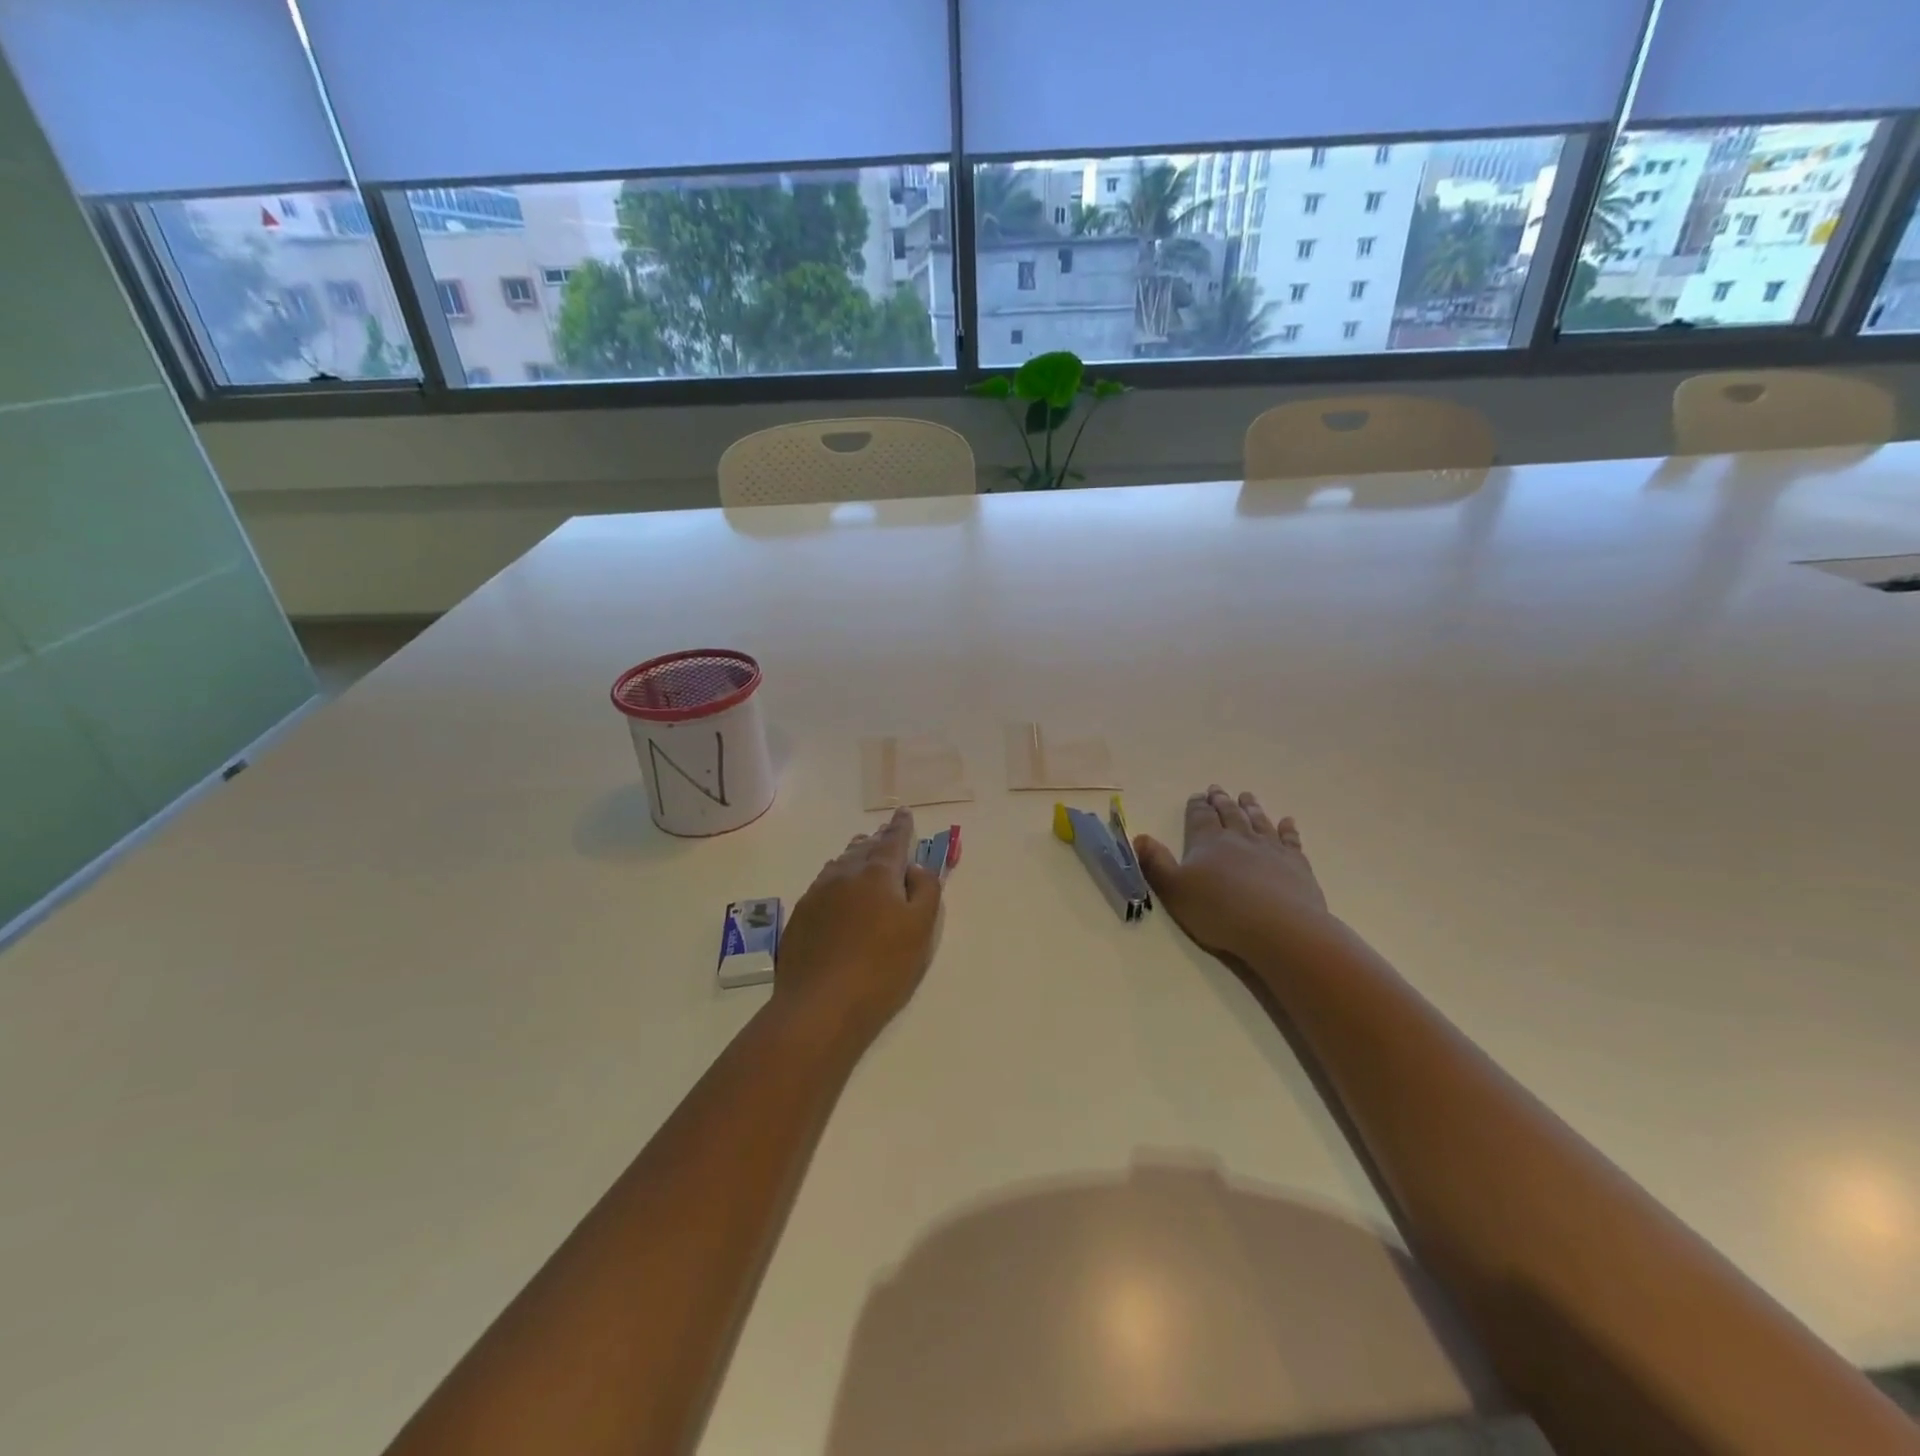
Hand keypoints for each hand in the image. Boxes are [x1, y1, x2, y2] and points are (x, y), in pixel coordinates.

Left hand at [773, 808, 942, 1045]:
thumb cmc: (881, 968)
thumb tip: (916, 867)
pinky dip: (837, 880)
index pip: (893, 840)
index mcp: (877, 873)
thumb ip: (926, 891)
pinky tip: (839, 894)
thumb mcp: (921, 930)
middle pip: (864, 848)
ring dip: (855, 857)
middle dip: (878, 840)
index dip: (901, 826)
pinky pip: (823, 885)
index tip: (904, 813)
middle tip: (886, 835)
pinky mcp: (800, 916)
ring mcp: (817, 894)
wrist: (819, 1006)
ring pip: (840, 864)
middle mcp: (844, 874)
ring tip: (863, 857)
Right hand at [1135, 786, 1331, 963]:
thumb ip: (1155, 863)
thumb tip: (1139, 837)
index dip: (1196, 806)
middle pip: (1229, 813)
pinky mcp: (1296, 864)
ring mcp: (1270, 849)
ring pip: (1258, 821)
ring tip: (1247, 796)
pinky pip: (1290, 840)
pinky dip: (1287, 829)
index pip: (1199, 817)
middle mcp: (1239, 838)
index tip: (1197, 796)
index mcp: (1208, 842)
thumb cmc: (1219, 911)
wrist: (1279, 928)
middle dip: (1221, 801)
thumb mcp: (1174, 890)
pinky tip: (1287, 822)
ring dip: (1251, 807)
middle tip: (1217, 789)